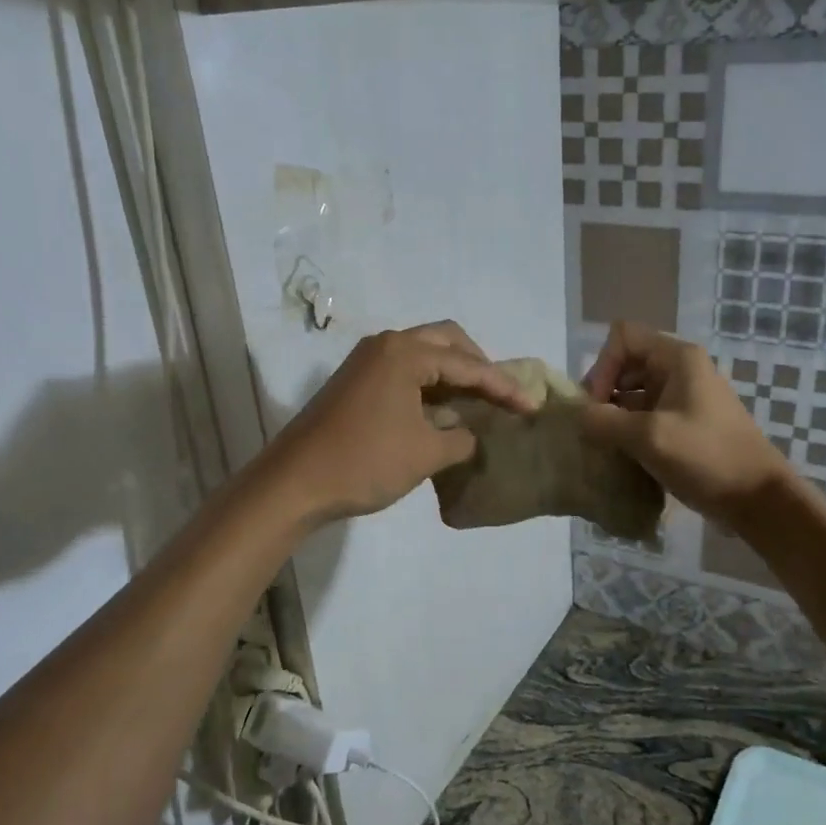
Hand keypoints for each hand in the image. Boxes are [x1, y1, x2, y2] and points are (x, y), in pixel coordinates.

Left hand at [263, 321, 534, 524]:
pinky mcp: (356, 380)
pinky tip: (444, 410)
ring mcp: (367, 361)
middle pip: (447, 341)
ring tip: (479, 402)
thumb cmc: (365, 462)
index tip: (531, 407)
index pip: (469, 365)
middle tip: (501, 395)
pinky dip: (431, 383)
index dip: (503, 387)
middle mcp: (387, 345)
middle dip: (479, 365)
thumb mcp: (426, 453)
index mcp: (406, 353)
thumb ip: (461, 438)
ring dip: (454, 373)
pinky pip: (405, 370)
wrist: (294, 483)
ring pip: (424, 353)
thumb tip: (468, 433)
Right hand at [581, 321, 790, 522]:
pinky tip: (623, 456)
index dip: (602, 366)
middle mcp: (681, 369)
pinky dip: (631, 430)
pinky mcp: (687, 424)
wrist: (757, 498)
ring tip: (605, 445)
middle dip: (604, 392)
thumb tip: (577, 416)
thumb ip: (604, 421)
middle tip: (595, 428)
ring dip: (615, 415)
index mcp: (677, 358)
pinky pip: (647, 415)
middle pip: (626, 364)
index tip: (597, 405)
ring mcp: (686, 397)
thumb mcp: (649, 437)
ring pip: (635, 392)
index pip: (622, 337)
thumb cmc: (706, 458)